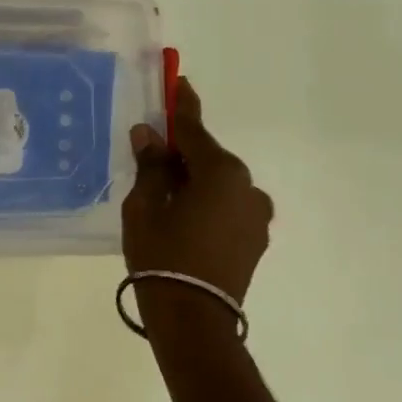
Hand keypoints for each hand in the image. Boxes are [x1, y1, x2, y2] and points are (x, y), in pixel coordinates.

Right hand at [122, 77, 273, 326]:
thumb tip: (149, 134)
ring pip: (219, 183)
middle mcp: (247, 187)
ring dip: (195, 180)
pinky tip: (184, 216)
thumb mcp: (145, 205)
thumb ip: (151, 165)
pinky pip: (227, 205)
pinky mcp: (255, 239)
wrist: (193, 320)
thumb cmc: (162, 255)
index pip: (194, 129)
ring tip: (164, 195)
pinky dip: (207, 201)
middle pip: (208, 157)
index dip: (182, 104)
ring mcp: (256, 215)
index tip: (179, 81)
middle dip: (182, 151)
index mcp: (221, 172)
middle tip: (153, 153)